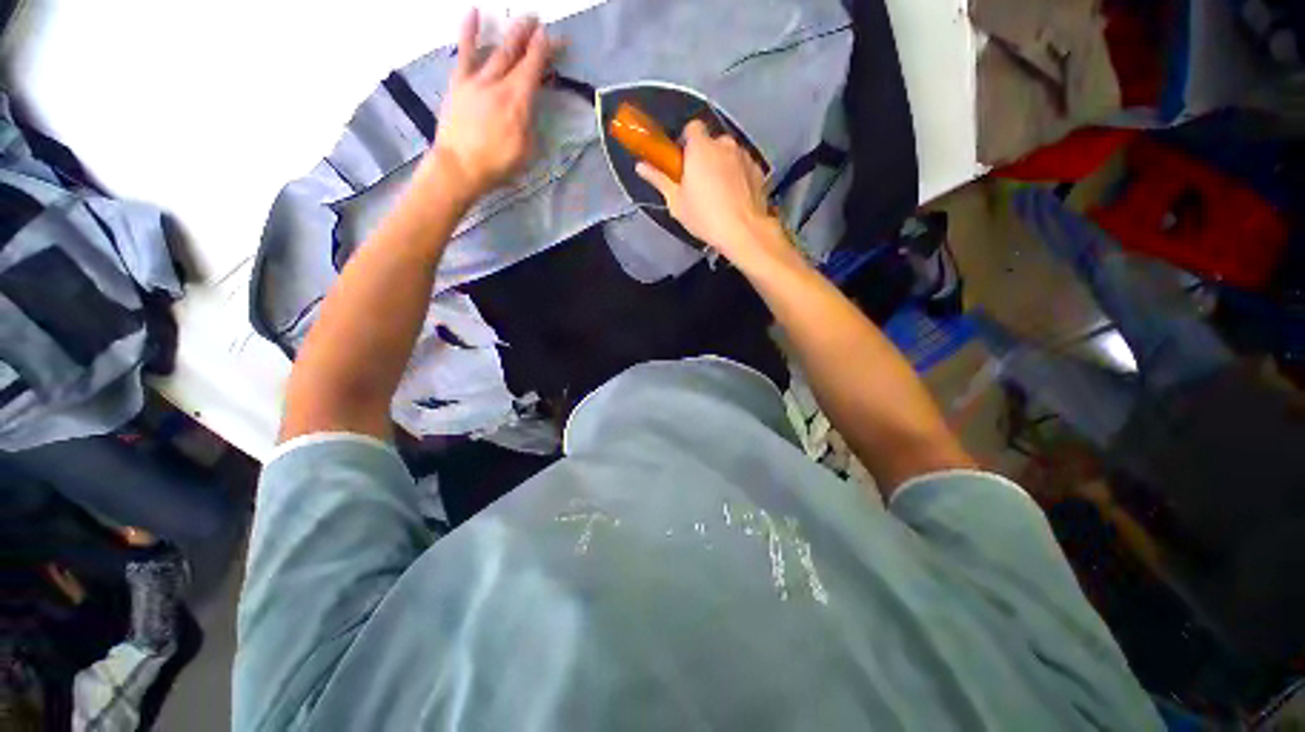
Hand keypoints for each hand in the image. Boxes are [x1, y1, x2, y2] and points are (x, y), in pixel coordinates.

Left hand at [426, 11, 554, 199]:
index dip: (545, 50)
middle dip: (530, 36)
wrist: (460, 167)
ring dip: (510, 33)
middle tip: (539, 21)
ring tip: (521, 20)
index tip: (554, 38)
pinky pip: (464, 52)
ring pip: (496, 50)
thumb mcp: (526, 149)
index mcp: (518, 101)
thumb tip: (530, 107)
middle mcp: (498, 83)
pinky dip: (468, 31)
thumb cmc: (498, 164)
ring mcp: (476, 80)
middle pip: (517, 54)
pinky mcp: (459, 83)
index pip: (534, 68)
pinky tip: (473, 13)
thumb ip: (530, 123)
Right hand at [636, 121, 795, 269]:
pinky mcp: (759, 170)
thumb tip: (640, 166)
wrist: (743, 231)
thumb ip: (659, 179)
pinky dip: (739, 176)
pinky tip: (735, 198)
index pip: (692, 127)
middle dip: (706, 156)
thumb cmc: (704, 216)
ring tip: (720, 194)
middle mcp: (725, 144)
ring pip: (729, 154)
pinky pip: (744, 167)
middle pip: (712, 142)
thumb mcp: (676, 202)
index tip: (684, 162)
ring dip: (723, 166)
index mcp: (701, 148)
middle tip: (700, 183)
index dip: (687, 142)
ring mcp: (745, 156)